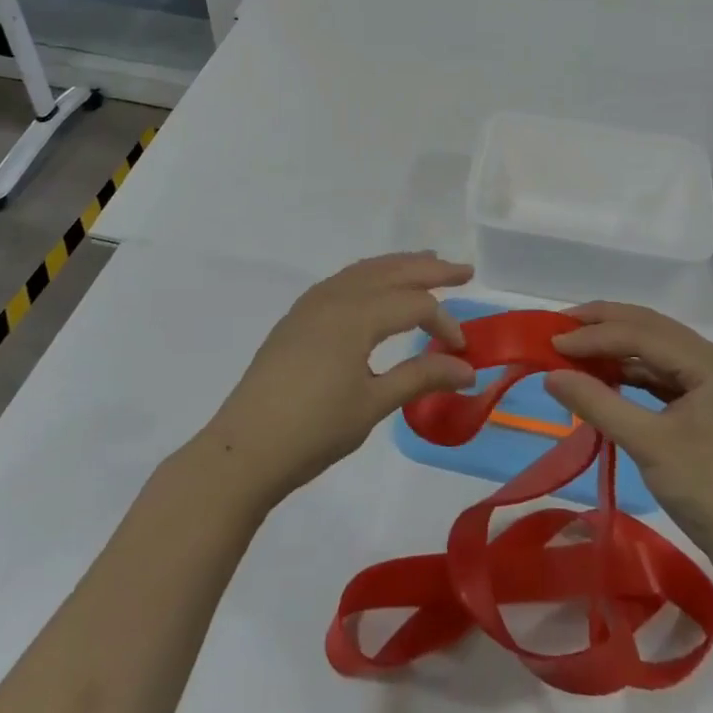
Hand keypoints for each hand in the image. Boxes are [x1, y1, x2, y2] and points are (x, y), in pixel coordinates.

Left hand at [195, 253, 477, 509]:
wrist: (244, 449)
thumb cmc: (313, 431)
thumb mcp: (373, 404)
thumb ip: (420, 377)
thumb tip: (468, 369)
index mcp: (356, 315)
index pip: (414, 305)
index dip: (444, 322)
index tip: (462, 351)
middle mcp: (334, 297)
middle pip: (390, 272)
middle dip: (429, 268)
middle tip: (464, 270)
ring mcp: (311, 304)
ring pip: (364, 271)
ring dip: (398, 266)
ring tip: (426, 262)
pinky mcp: (297, 318)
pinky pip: (342, 281)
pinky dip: (369, 275)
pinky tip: (376, 287)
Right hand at [544, 303, 712, 563]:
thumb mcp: (649, 446)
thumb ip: (598, 403)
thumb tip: (550, 376)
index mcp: (711, 362)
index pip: (641, 333)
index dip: (592, 336)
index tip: (549, 344)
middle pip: (650, 330)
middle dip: (602, 327)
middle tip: (557, 329)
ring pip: (656, 351)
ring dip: (615, 349)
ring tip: (573, 351)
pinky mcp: (710, 405)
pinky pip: (663, 376)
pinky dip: (631, 373)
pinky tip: (604, 378)